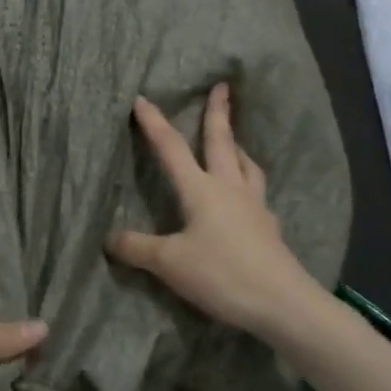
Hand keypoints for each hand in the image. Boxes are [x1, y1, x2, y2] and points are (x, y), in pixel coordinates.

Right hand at [106, 83, 314, 338]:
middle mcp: (230, 189)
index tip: (142, 98)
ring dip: (237, 146)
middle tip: (222, 87)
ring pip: (246, 165)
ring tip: (235, 140)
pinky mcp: (268, 228)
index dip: (154, 124)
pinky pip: (257, 192)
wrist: (282, 303)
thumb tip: (108, 238)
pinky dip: (249, 181)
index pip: (171, 148)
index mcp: (202, 190)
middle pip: (221, 142)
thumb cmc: (222, 274)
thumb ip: (137, 248)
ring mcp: (254, 207)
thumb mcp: (169, 263)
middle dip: (218, 113)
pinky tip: (248, 194)